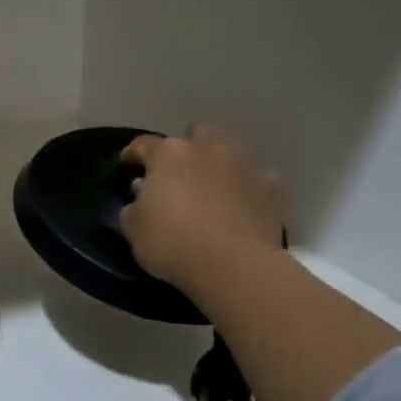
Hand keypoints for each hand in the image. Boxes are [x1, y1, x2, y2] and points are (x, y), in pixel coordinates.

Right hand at [119, 126, 285, 293]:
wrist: (233, 265)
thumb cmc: (172, 242)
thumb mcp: (133, 228)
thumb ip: (134, 206)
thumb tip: (143, 197)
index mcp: (169, 154)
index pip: (144, 145)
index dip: (133, 154)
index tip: (127, 164)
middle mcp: (207, 148)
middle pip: (196, 135)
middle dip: (187, 149)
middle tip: (179, 174)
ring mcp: (244, 164)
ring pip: (229, 153)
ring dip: (219, 165)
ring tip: (212, 189)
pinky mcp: (273, 187)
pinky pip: (256, 180)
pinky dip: (247, 189)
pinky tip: (242, 207)